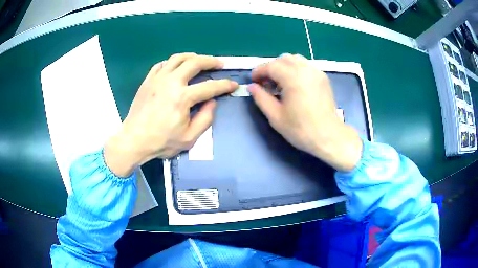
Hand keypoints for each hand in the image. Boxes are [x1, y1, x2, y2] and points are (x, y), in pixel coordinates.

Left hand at [104, 53, 237, 176]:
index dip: (225, 85)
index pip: (210, 87)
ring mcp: (158, 79)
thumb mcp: (189, 138)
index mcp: (182, 98)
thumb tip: (212, 102)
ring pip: (178, 58)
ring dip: (192, 57)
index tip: (233, 84)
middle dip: (210, 61)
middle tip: (219, 64)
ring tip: (200, 60)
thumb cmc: (161, 142)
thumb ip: (205, 119)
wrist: (134, 140)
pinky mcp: (148, 80)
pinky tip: (176, 67)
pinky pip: (162, 64)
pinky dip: (172, 62)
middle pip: (195, 63)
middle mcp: (171, 82)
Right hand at [249, 54, 361, 170]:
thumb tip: (251, 86)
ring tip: (280, 82)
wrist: (328, 136)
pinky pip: (306, 65)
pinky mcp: (323, 77)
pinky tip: (294, 84)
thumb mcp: (275, 116)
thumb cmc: (301, 129)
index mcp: (293, 78)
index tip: (253, 81)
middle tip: (266, 83)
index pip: (271, 66)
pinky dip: (296, 69)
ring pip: (295, 59)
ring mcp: (316, 72)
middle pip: (283, 59)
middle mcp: (305, 69)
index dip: (259, 71)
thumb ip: (261, 98)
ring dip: (284, 66)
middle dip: (271, 68)